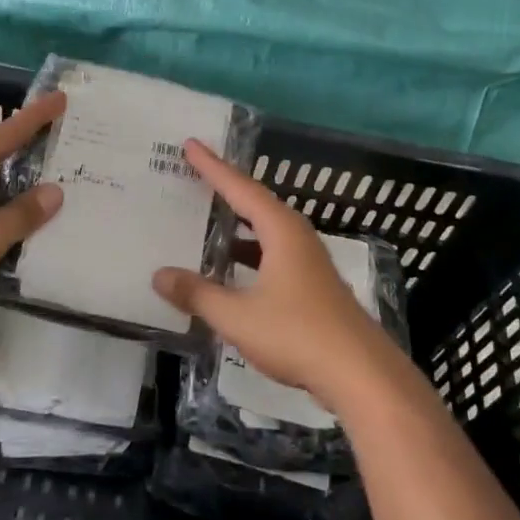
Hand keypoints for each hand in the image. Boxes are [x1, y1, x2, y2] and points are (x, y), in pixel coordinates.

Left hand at [0, 90, 66, 331]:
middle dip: (26, 152)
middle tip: (62, 142)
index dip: (33, 118)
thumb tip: (55, 192)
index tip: (60, 99)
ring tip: (55, 186)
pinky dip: (0, 217)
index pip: (0, 134)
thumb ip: (23, 214)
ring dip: (15, 191)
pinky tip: (27, 225)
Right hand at [151, 139, 396, 409]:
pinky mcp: (313, 287)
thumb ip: (197, 294)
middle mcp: (297, 238)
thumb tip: (159, 275)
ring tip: (208, 220)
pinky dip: (249, 253)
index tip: (191, 145)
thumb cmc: (297, 334)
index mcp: (281, 232)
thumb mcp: (237, 316)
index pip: (240, 189)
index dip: (213, 167)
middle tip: (196, 175)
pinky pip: (273, 254)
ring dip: (238, 225)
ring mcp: (308, 263)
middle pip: (256, 203)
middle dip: (226, 189)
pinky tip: (232, 271)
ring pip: (266, 232)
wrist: (360, 374)